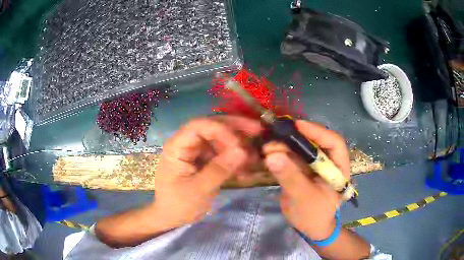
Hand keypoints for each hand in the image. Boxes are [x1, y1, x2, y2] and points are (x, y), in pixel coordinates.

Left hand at [153, 116, 261, 227]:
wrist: (171, 217)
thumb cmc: (177, 205)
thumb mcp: (198, 190)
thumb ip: (219, 170)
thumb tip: (242, 151)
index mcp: (177, 147)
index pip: (198, 126)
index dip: (220, 129)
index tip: (239, 144)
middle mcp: (186, 144)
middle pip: (211, 128)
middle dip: (235, 129)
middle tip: (257, 130)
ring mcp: (195, 152)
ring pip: (220, 140)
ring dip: (238, 147)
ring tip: (254, 159)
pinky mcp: (203, 161)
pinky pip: (221, 154)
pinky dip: (234, 160)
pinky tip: (246, 170)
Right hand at [263, 120, 349, 239]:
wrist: (309, 228)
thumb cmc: (314, 215)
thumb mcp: (305, 198)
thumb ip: (291, 177)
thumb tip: (272, 155)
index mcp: (339, 167)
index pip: (334, 143)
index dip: (317, 132)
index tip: (298, 126)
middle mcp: (327, 162)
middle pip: (314, 142)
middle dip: (295, 139)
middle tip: (275, 137)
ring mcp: (313, 165)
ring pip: (299, 149)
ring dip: (283, 146)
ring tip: (267, 147)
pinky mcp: (300, 170)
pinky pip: (290, 158)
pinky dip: (279, 155)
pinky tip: (267, 153)